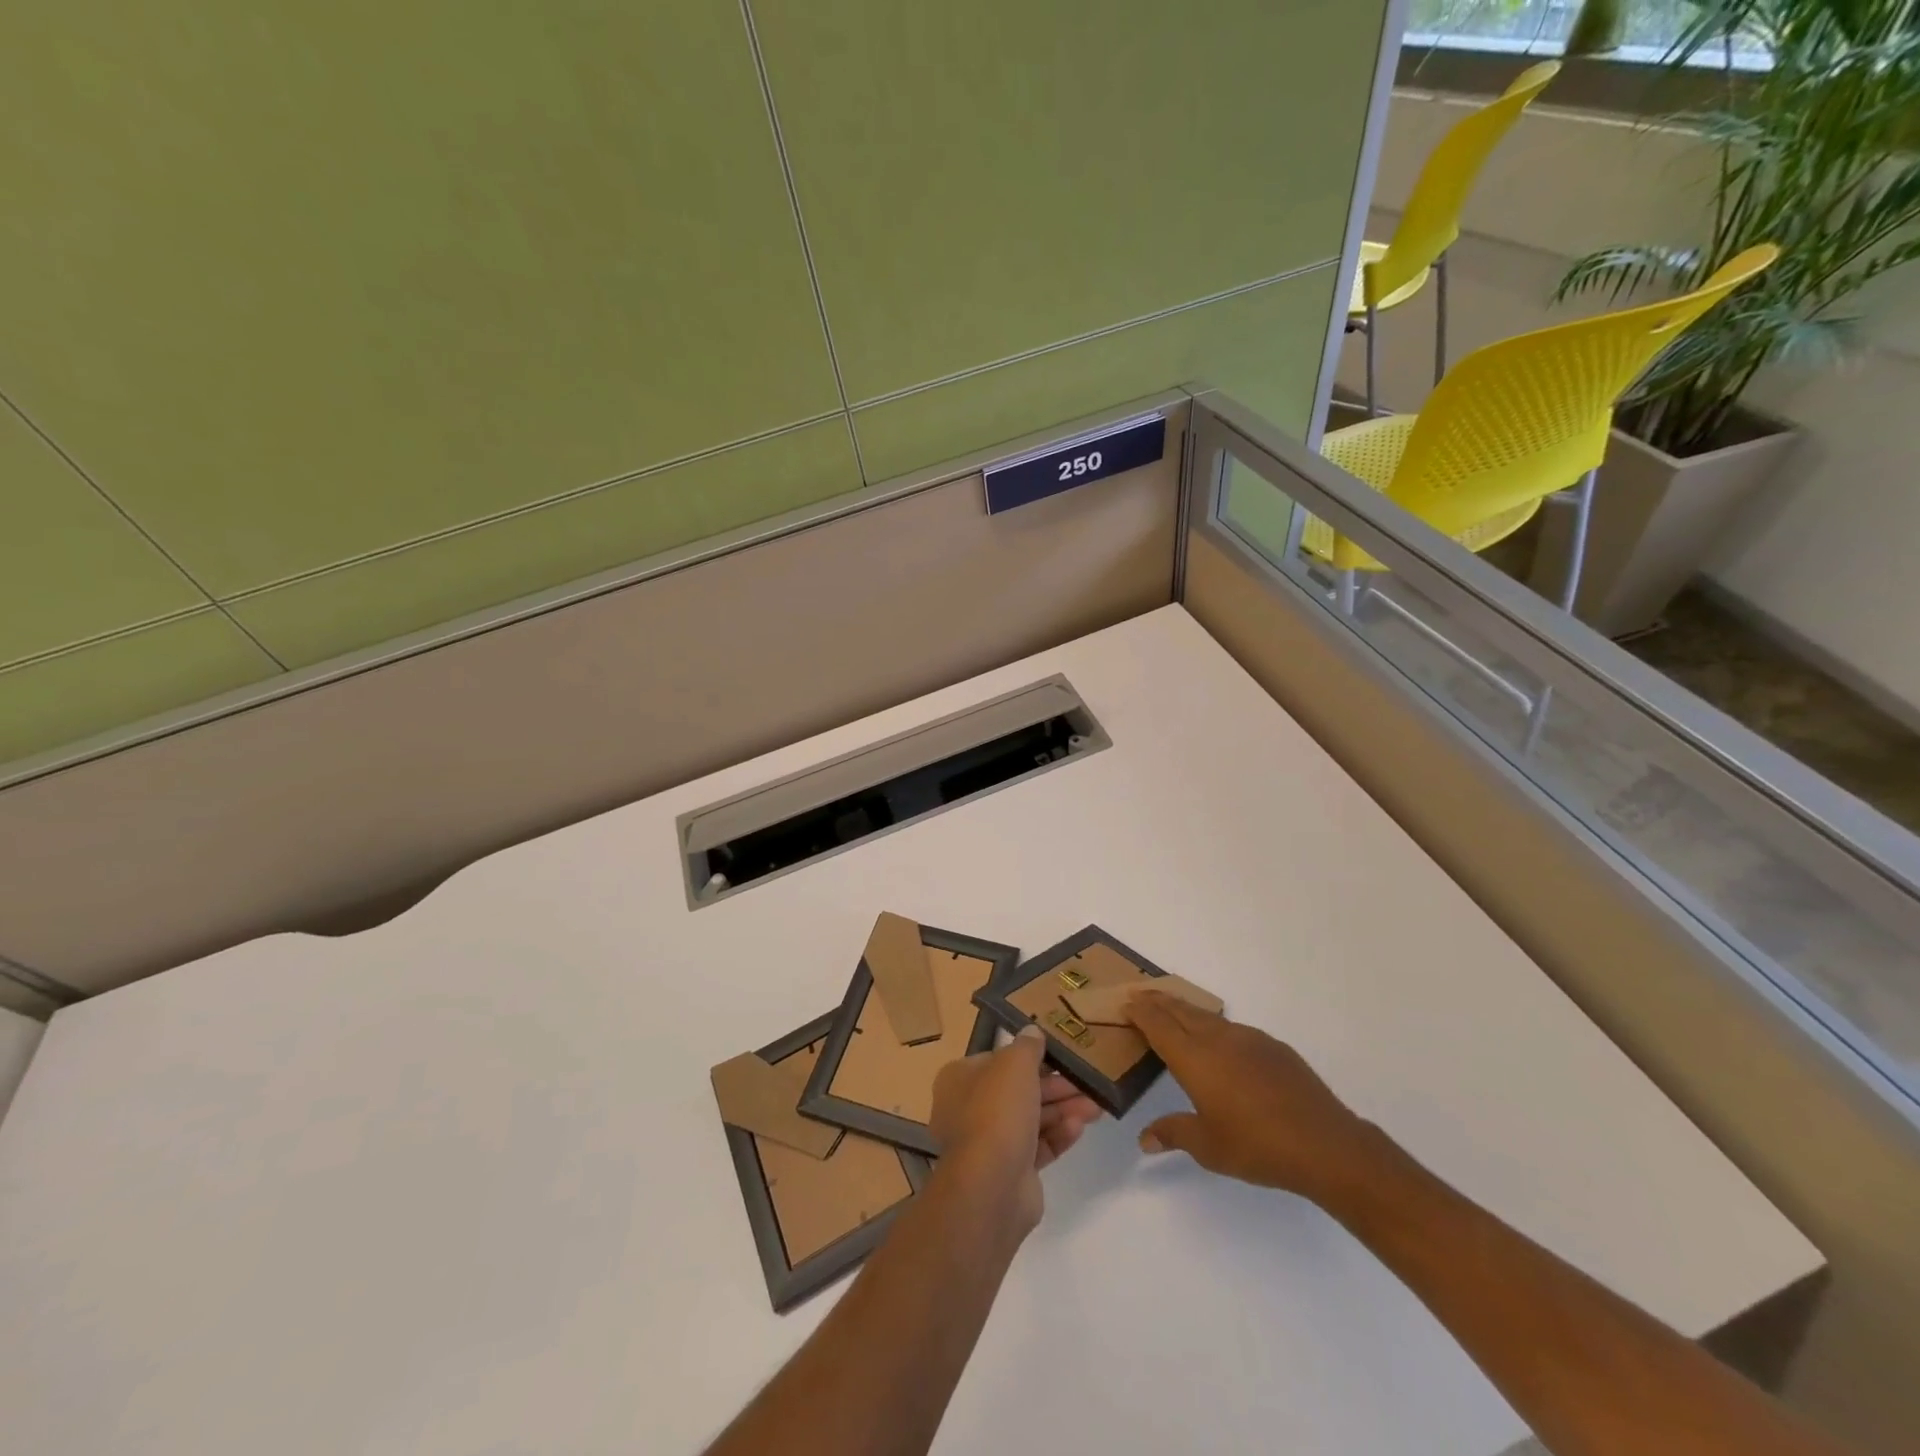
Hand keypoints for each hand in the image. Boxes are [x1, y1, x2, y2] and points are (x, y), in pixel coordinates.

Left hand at [929, 1026, 1102, 1233]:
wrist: (992, 1186)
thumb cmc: (997, 1111)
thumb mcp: (1015, 1064)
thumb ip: (1027, 1046)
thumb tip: (1032, 1031)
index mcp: (960, 1079)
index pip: (997, 1060)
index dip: (1028, 1056)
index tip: (1057, 1054)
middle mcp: (970, 1109)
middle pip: (1018, 1091)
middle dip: (1055, 1086)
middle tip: (1086, 1082)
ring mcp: (990, 1144)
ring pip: (1032, 1119)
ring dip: (1063, 1110)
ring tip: (1096, 1106)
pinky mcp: (1011, 1171)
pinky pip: (1038, 1147)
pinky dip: (1058, 1135)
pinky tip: (1079, 1127)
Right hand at [1126, 991, 1386, 1207]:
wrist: (1324, 1144)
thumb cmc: (1257, 1146)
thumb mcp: (1208, 1147)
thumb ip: (1173, 1134)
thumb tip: (1144, 1139)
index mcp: (1194, 1058)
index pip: (1158, 1024)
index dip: (1140, 1011)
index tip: (1125, 1002)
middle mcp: (1217, 1039)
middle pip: (1180, 1010)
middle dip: (1158, 1001)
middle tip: (1140, 995)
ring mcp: (1247, 1038)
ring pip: (1207, 1016)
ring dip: (1185, 1009)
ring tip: (1173, 1010)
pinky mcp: (1272, 1046)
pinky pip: (1232, 1028)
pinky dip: (1214, 1025)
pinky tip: (1219, 1041)